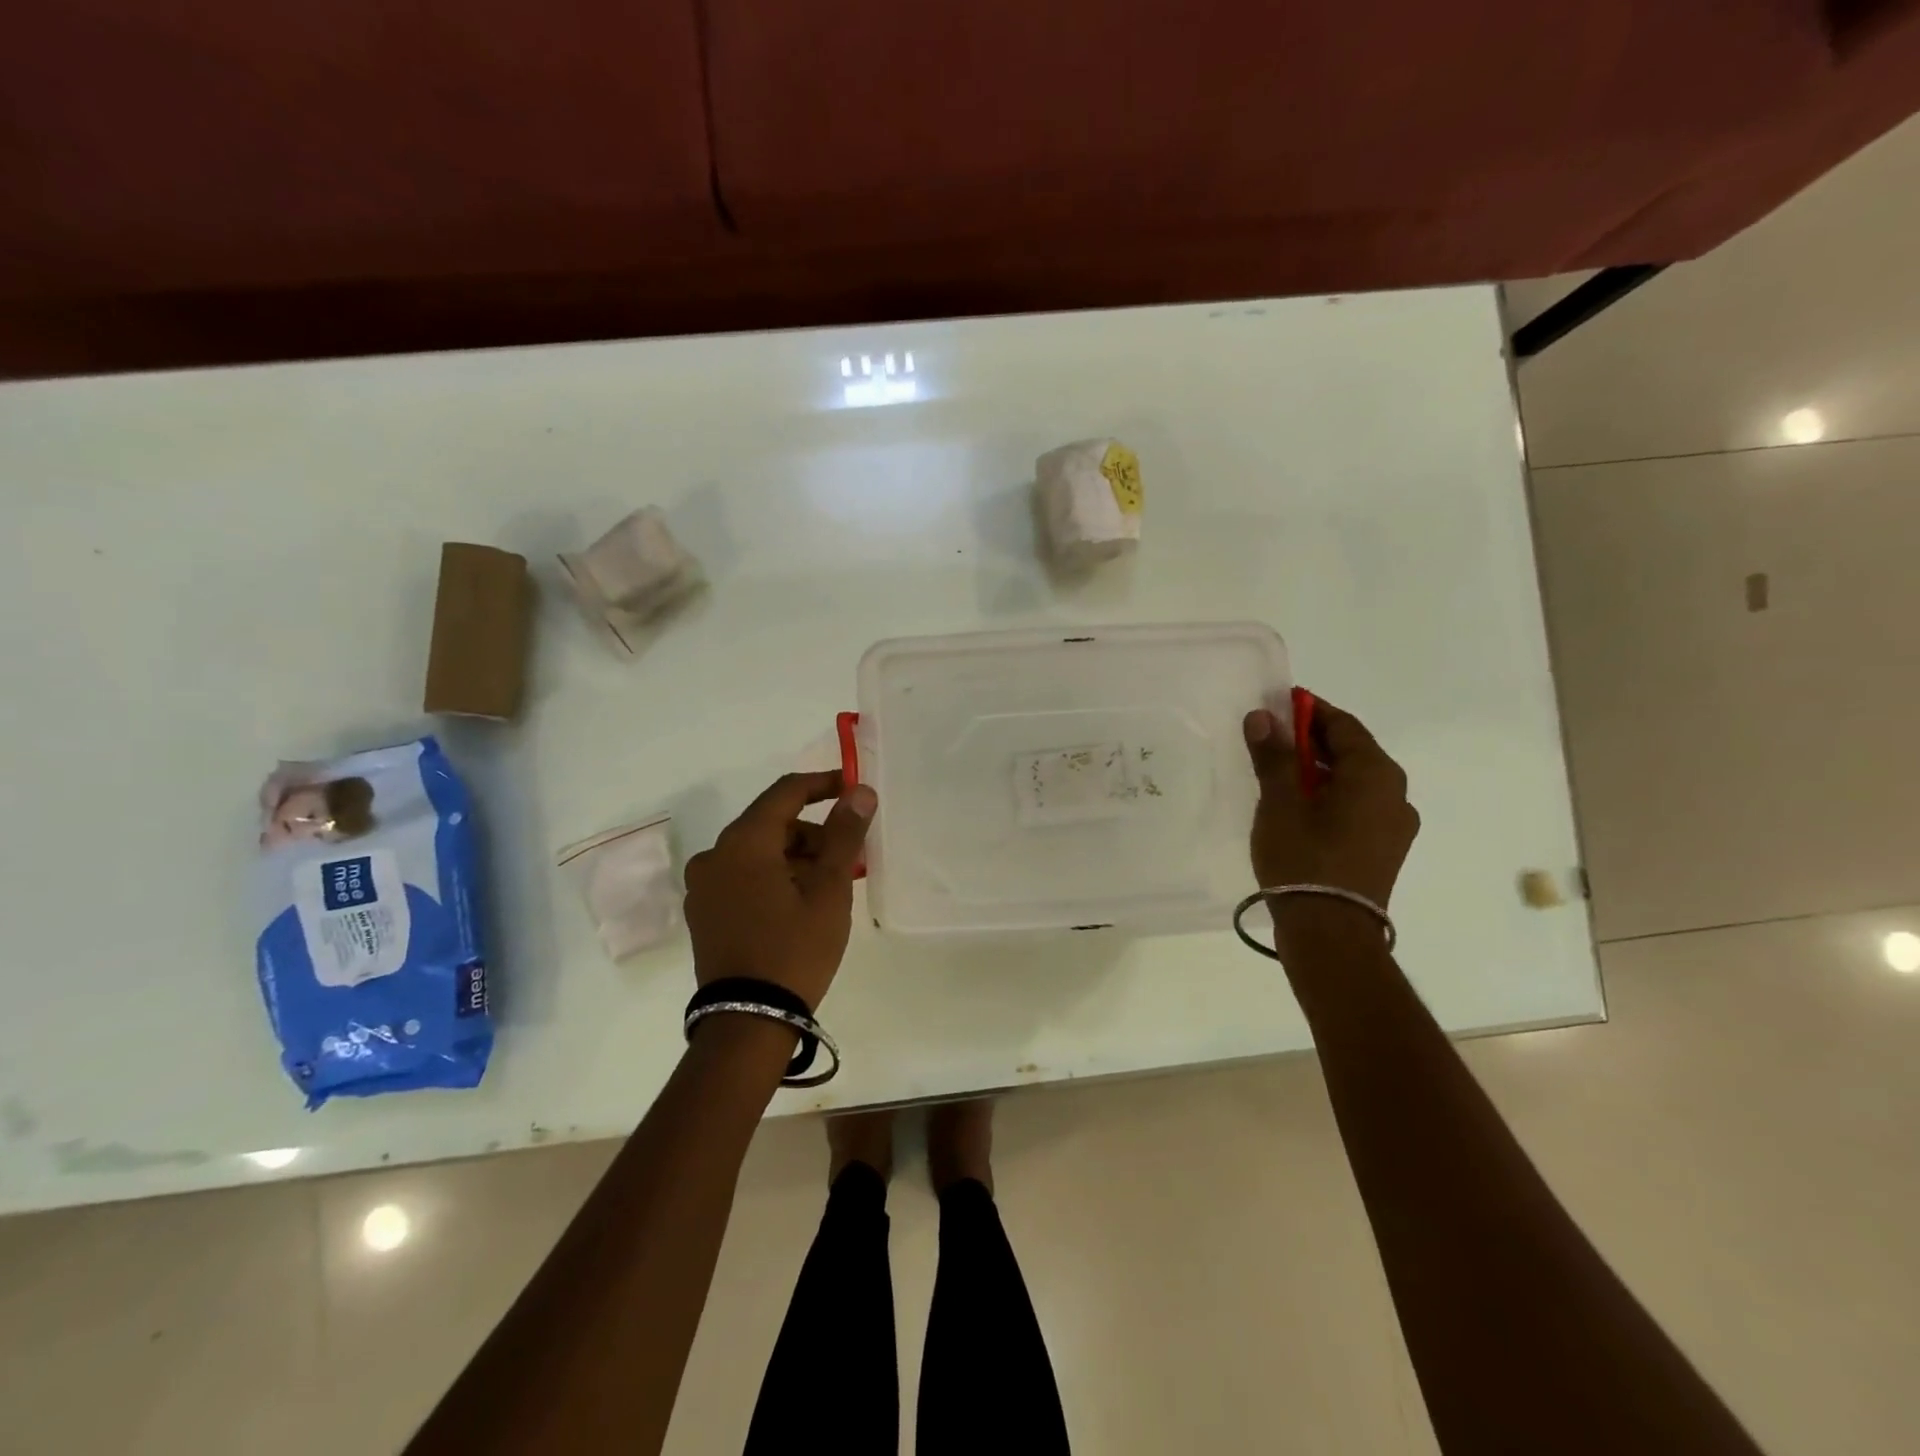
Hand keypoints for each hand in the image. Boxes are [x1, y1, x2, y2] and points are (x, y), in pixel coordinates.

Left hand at [683, 771, 877, 1010]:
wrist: (748, 1021)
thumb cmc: (795, 949)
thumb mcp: (829, 889)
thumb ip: (844, 834)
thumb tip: (859, 792)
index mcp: (743, 842)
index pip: (785, 793)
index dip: (822, 784)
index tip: (852, 788)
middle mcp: (714, 855)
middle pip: (770, 823)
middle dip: (812, 832)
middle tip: (847, 855)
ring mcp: (703, 886)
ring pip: (756, 852)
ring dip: (794, 856)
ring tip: (827, 885)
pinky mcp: (703, 913)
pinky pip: (742, 877)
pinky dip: (773, 876)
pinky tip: (798, 902)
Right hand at [1243, 696, 1418, 908]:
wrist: (1329, 932)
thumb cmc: (1304, 858)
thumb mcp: (1279, 802)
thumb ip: (1273, 755)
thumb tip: (1263, 717)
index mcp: (1376, 773)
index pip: (1342, 725)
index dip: (1309, 710)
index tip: (1279, 704)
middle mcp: (1396, 793)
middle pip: (1351, 752)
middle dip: (1311, 741)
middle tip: (1272, 737)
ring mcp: (1394, 825)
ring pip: (1354, 781)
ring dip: (1319, 770)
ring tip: (1279, 774)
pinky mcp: (1384, 849)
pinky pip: (1357, 807)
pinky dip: (1330, 796)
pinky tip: (1299, 808)